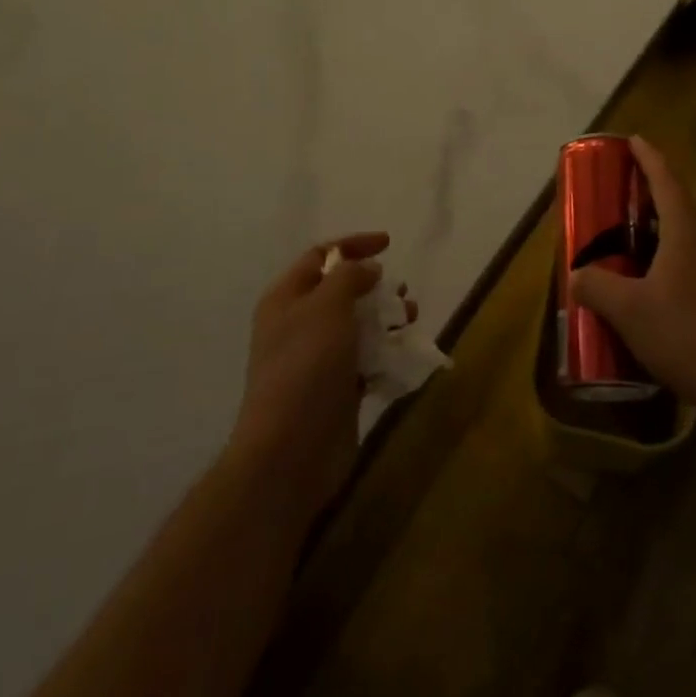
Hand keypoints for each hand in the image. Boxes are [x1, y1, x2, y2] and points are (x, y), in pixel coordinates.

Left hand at [229, 231, 396, 523]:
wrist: (290, 452)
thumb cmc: (306, 367)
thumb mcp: (326, 307)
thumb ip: (349, 277)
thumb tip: (368, 268)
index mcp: (286, 299)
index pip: (320, 256)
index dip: (354, 245)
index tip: (389, 244)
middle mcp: (299, 325)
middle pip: (341, 291)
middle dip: (375, 286)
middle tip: (401, 293)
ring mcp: (317, 360)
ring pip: (358, 326)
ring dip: (386, 319)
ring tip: (409, 321)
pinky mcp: (337, 390)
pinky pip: (366, 360)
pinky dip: (386, 353)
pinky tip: (405, 355)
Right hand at [569, 138, 695, 419]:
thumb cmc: (686, 335)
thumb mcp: (629, 311)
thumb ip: (596, 286)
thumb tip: (576, 273)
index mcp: (686, 234)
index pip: (667, 182)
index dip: (649, 158)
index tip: (633, 139)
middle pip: (678, 205)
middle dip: (651, 191)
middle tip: (621, 189)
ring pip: (685, 237)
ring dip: (658, 228)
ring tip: (628, 237)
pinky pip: (691, 264)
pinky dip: (667, 259)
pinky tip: (650, 285)